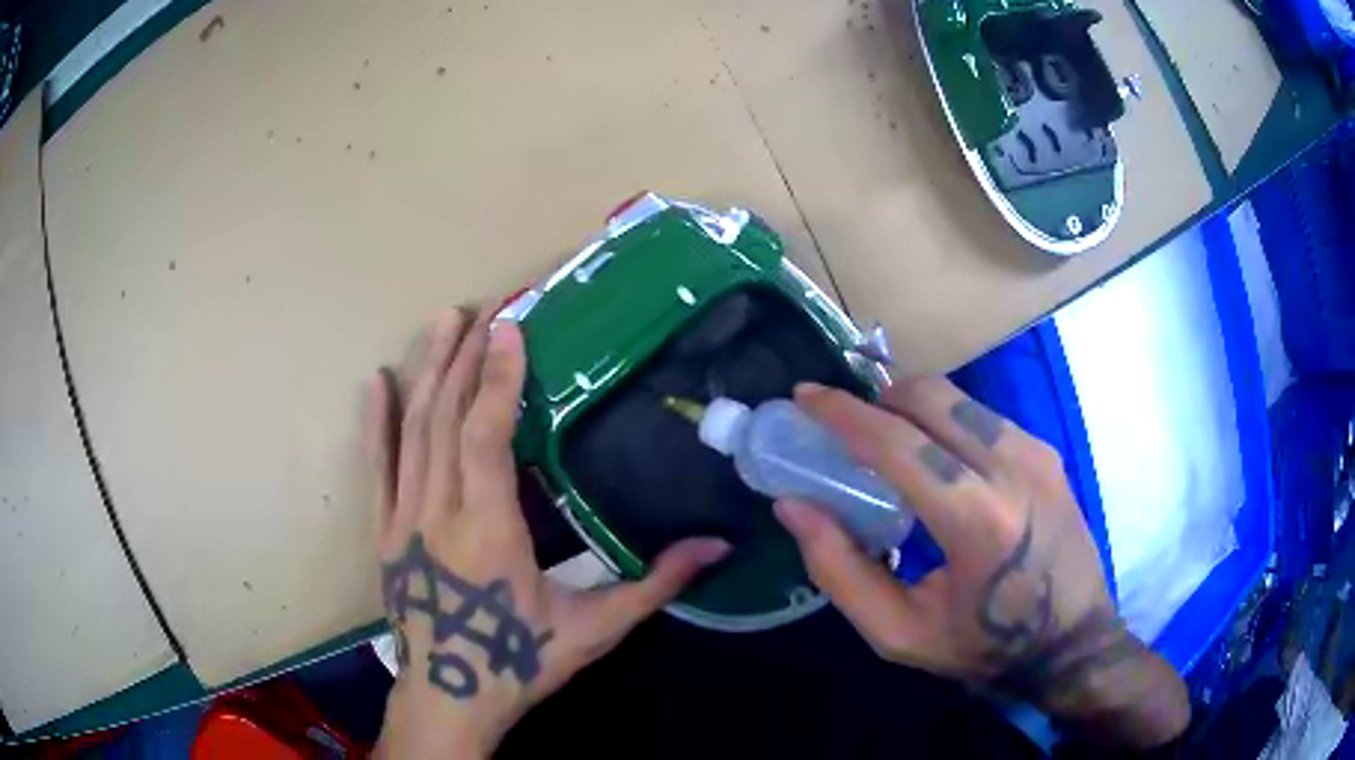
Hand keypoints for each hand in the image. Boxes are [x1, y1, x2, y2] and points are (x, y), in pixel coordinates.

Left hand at [366, 308, 730, 758]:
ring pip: (411, 431)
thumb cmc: (520, 662)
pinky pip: (377, 466)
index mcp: (488, 531)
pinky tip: (376, 382)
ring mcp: (402, 519)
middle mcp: (437, 512)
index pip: (484, 435)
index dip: (497, 378)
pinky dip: (375, 422)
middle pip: (444, 418)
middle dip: (464, 357)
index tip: (511, 328)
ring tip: (443, 323)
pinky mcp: (384, 532)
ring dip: (427, 372)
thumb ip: (654, 584)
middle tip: (481, 309)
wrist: (450, 698)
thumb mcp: (594, 629)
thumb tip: (718, 546)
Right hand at [775, 378, 1188, 748]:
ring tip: (887, 442)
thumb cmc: (984, 647)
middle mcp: (1013, 469)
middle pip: (930, 398)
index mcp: (976, 520)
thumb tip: (794, 505)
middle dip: (877, 399)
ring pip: (958, 399)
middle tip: (846, 425)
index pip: (897, 443)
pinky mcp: (1048, 452)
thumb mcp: (900, 631)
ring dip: (911, 407)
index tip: (806, 397)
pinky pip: (983, 416)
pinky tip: (936, 458)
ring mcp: (1037, 453)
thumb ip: (840, 570)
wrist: (1072, 643)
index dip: (842, 413)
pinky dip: (946, 422)